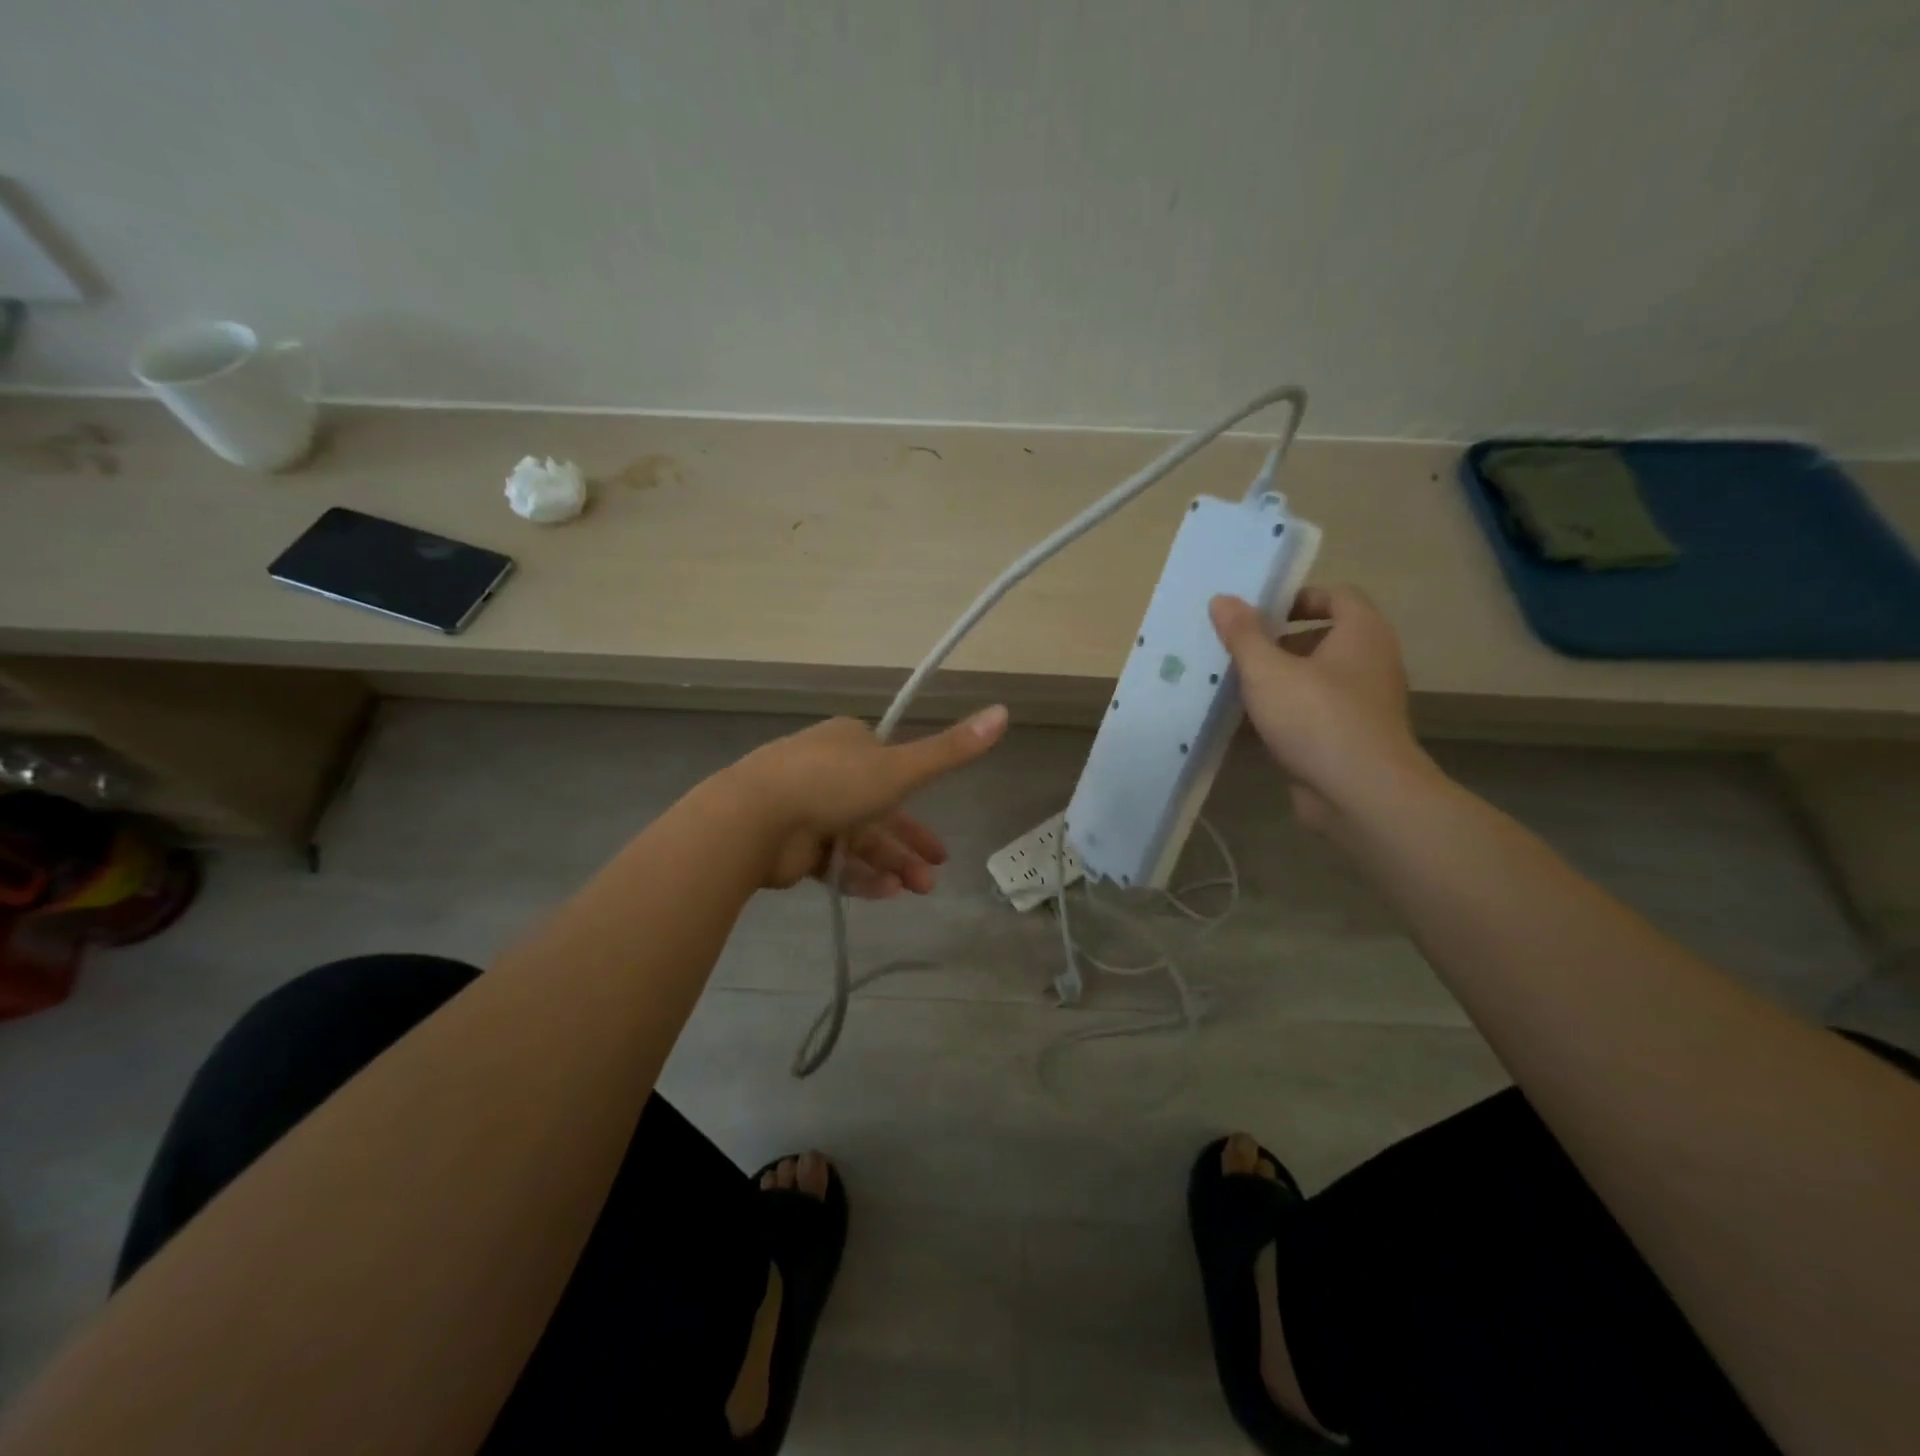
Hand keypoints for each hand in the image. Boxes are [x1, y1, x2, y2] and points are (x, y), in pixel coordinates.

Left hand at [731, 706, 1008, 894]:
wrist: (754, 819)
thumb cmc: (832, 783)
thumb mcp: (901, 768)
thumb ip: (951, 750)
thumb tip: (1005, 711)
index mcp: (850, 743)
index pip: (892, 767)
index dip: (919, 796)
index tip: (937, 819)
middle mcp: (828, 771)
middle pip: (879, 810)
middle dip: (909, 841)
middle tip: (936, 870)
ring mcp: (807, 809)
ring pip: (859, 840)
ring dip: (891, 864)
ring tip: (920, 889)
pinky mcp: (792, 846)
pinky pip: (835, 862)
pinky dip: (861, 876)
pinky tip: (887, 894)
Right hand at [1210, 586, 1434, 834]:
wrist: (1361, 794)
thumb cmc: (1317, 718)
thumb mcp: (1267, 670)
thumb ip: (1243, 634)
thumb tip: (1222, 599)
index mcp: (1361, 633)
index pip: (1336, 595)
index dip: (1297, 596)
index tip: (1258, 612)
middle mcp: (1369, 662)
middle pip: (1321, 638)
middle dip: (1276, 643)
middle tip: (1235, 651)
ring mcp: (1362, 704)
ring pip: (1313, 680)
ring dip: (1275, 682)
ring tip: (1231, 687)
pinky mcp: (1348, 738)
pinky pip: (1310, 714)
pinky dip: (1281, 715)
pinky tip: (1243, 726)